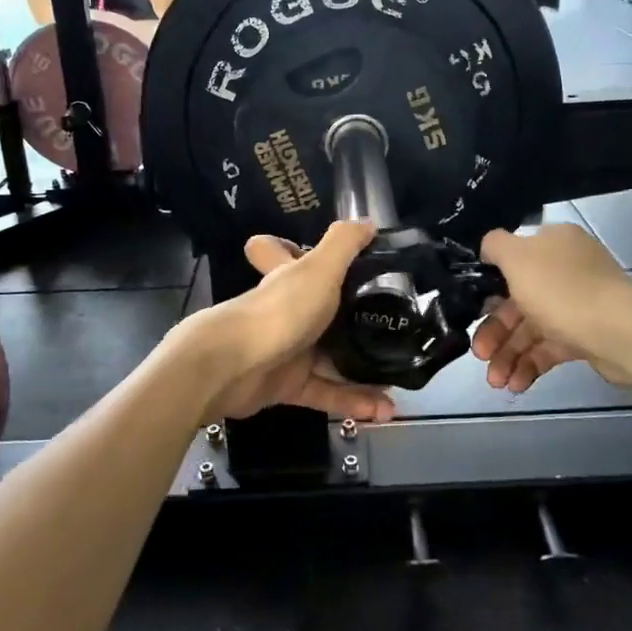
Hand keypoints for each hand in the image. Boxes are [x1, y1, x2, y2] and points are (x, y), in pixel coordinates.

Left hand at [190, 221, 395, 422]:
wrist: (232, 368)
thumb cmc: (279, 310)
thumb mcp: (318, 268)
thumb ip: (344, 244)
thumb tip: (369, 222)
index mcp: (288, 278)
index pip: (277, 251)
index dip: (290, 246)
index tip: (326, 255)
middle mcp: (286, 310)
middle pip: (318, 310)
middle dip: (353, 319)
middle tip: (393, 325)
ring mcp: (286, 350)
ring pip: (330, 357)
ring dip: (363, 369)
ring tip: (399, 379)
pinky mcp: (288, 386)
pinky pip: (328, 392)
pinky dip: (354, 401)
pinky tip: (384, 408)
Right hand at [470, 225, 631, 393]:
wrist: (621, 334)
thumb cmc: (562, 291)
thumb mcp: (518, 257)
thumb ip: (495, 246)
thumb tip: (488, 248)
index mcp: (552, 243)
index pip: (512, 261)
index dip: (488, 287)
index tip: (472, 311)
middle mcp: (566, 269)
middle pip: (517, 299)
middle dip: (495, 331)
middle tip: (479, 355)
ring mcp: (579, 303)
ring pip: (532, 328)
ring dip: (509, 354)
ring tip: (497, 382)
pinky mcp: (587, 335)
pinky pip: (550, 347)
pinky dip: (531, 364)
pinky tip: (516, 384)